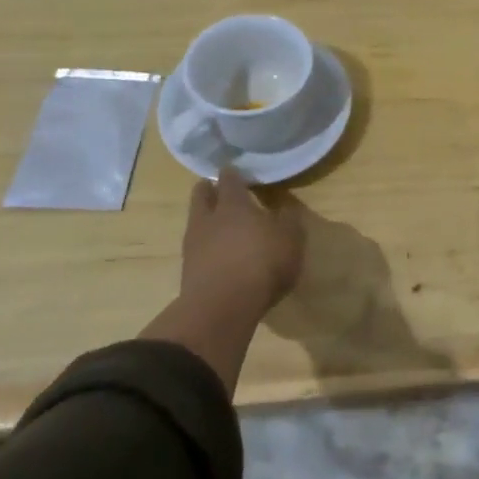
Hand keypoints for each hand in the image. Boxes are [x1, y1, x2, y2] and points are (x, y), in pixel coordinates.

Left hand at [140, 169, 305, 390]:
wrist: (222, 308)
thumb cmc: (262, 264)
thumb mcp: (290, 239)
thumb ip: (288, 220)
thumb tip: (285, 207)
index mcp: (233, 204)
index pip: (229, 179)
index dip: (233, 173)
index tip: (238, 171)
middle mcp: (208, 218)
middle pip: (202, 194)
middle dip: (210, 189)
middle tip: (221, 190)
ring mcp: (193, 244)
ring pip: (196, 220)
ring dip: (206, 218)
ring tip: (220, 223)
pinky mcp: (188, 269)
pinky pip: (196, 246)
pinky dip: (206, 245)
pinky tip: (218, 252)